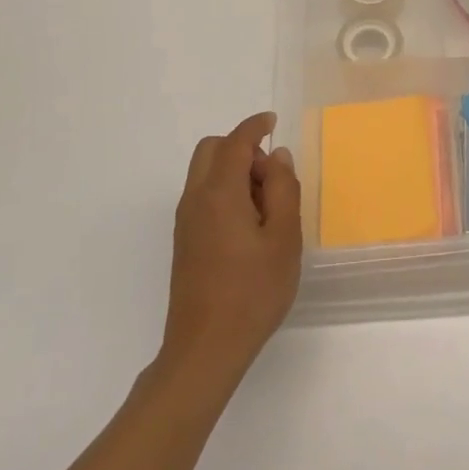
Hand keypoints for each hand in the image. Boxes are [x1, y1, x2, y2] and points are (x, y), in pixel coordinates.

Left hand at [161, 112, 302, 388]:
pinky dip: (225, 191)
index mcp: (219, 193)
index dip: (254, 126)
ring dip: (234, 171)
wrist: (205, 348)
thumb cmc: (253, 292)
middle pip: (211, 150)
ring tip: (267, 206)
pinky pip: (203, 196)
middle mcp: (195, 200)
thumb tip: (277, 156)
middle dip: (241, 148)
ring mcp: (186, 222)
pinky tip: (250, 225)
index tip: (273, 120)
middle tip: (272, 176)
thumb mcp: (284, 238)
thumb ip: (282, 189)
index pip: (235, 142)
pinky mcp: (185, 241)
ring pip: (205, 173)